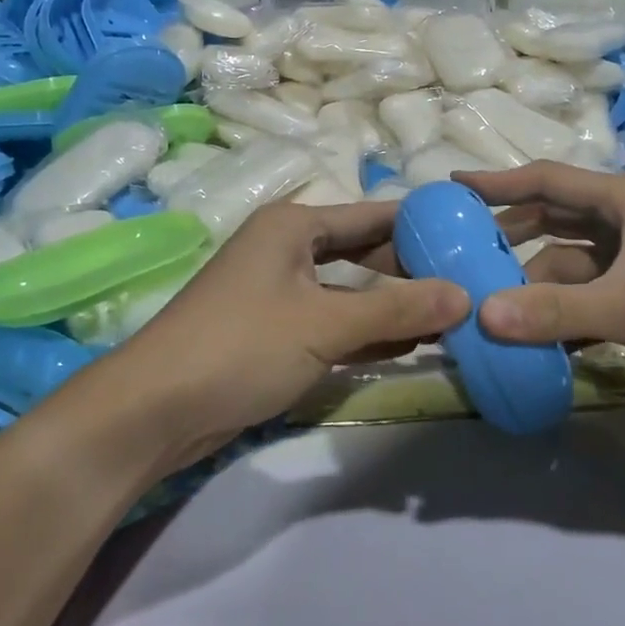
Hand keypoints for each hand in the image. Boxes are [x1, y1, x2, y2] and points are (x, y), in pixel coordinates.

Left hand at [113, 201, 468, 465]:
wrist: (155, 410)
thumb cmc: (242, 346)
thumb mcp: (325, 324)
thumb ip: (397, 310)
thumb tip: (466, 295)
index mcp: (293, 226)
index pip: (372, 215)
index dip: (420, 223)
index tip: (468, 233)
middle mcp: (286, 250)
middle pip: (363, 252)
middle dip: (411, 270)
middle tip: (468, 282)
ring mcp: (280, 293)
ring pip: (351, 292)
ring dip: (393, 306)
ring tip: (451, 316)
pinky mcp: (275, 333)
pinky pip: (335, 323)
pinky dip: (368, 333)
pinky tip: (410, 345)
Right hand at [454, 162, 624, 418]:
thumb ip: (554, 311)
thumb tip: (481, 314)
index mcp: (623, 201)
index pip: (547, 181)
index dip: (499, 183)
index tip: (452, 189)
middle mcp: (623, 223)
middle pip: (551, 220)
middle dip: (510, 236)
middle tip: (461, 252)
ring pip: (564, 266)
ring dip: (531, 285)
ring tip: (486, 306)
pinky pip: (581, 298)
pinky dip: (556, 314)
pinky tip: (528, 338)